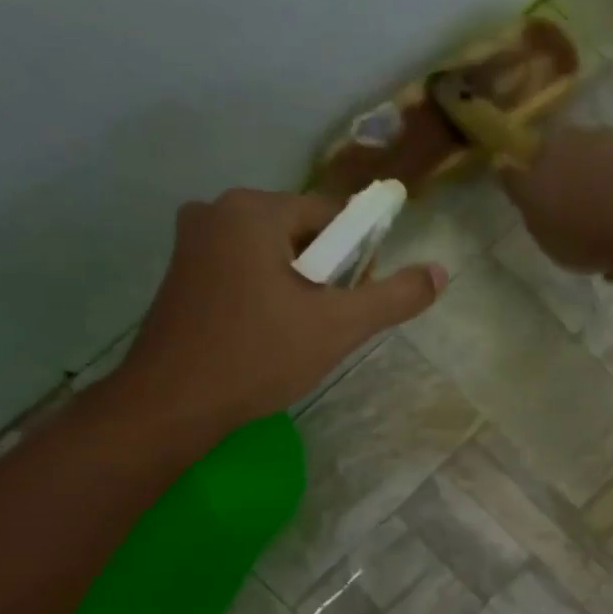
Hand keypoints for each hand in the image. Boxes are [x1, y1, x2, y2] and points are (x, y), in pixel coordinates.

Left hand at [111, 188, 444, 445]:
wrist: (172, 403)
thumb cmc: (258, 356)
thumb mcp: (338, 326)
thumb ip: (394, 297)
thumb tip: (440, 272)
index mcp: (253, 209)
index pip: (333, 216)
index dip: (358, 258)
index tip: (354, 302)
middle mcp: (217, 210)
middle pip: (302, 233)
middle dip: (325, 275)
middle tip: (326, 325)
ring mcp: (192, 241)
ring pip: (272, 254)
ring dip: (297, 287)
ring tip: (297, 335)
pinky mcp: (181, 273)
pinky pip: (243, 269)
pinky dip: (265, 294)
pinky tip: (265, 334)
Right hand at [499, 127, 612, 275]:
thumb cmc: (579, 222)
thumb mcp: (532, 209)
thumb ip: (517, 186)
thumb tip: (502, 159)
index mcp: (560, 144)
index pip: (542, 160)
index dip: (543, 190)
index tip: (547, 221)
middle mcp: (599, 144)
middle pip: (584, 184)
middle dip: (584, 219)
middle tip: (581, 252)